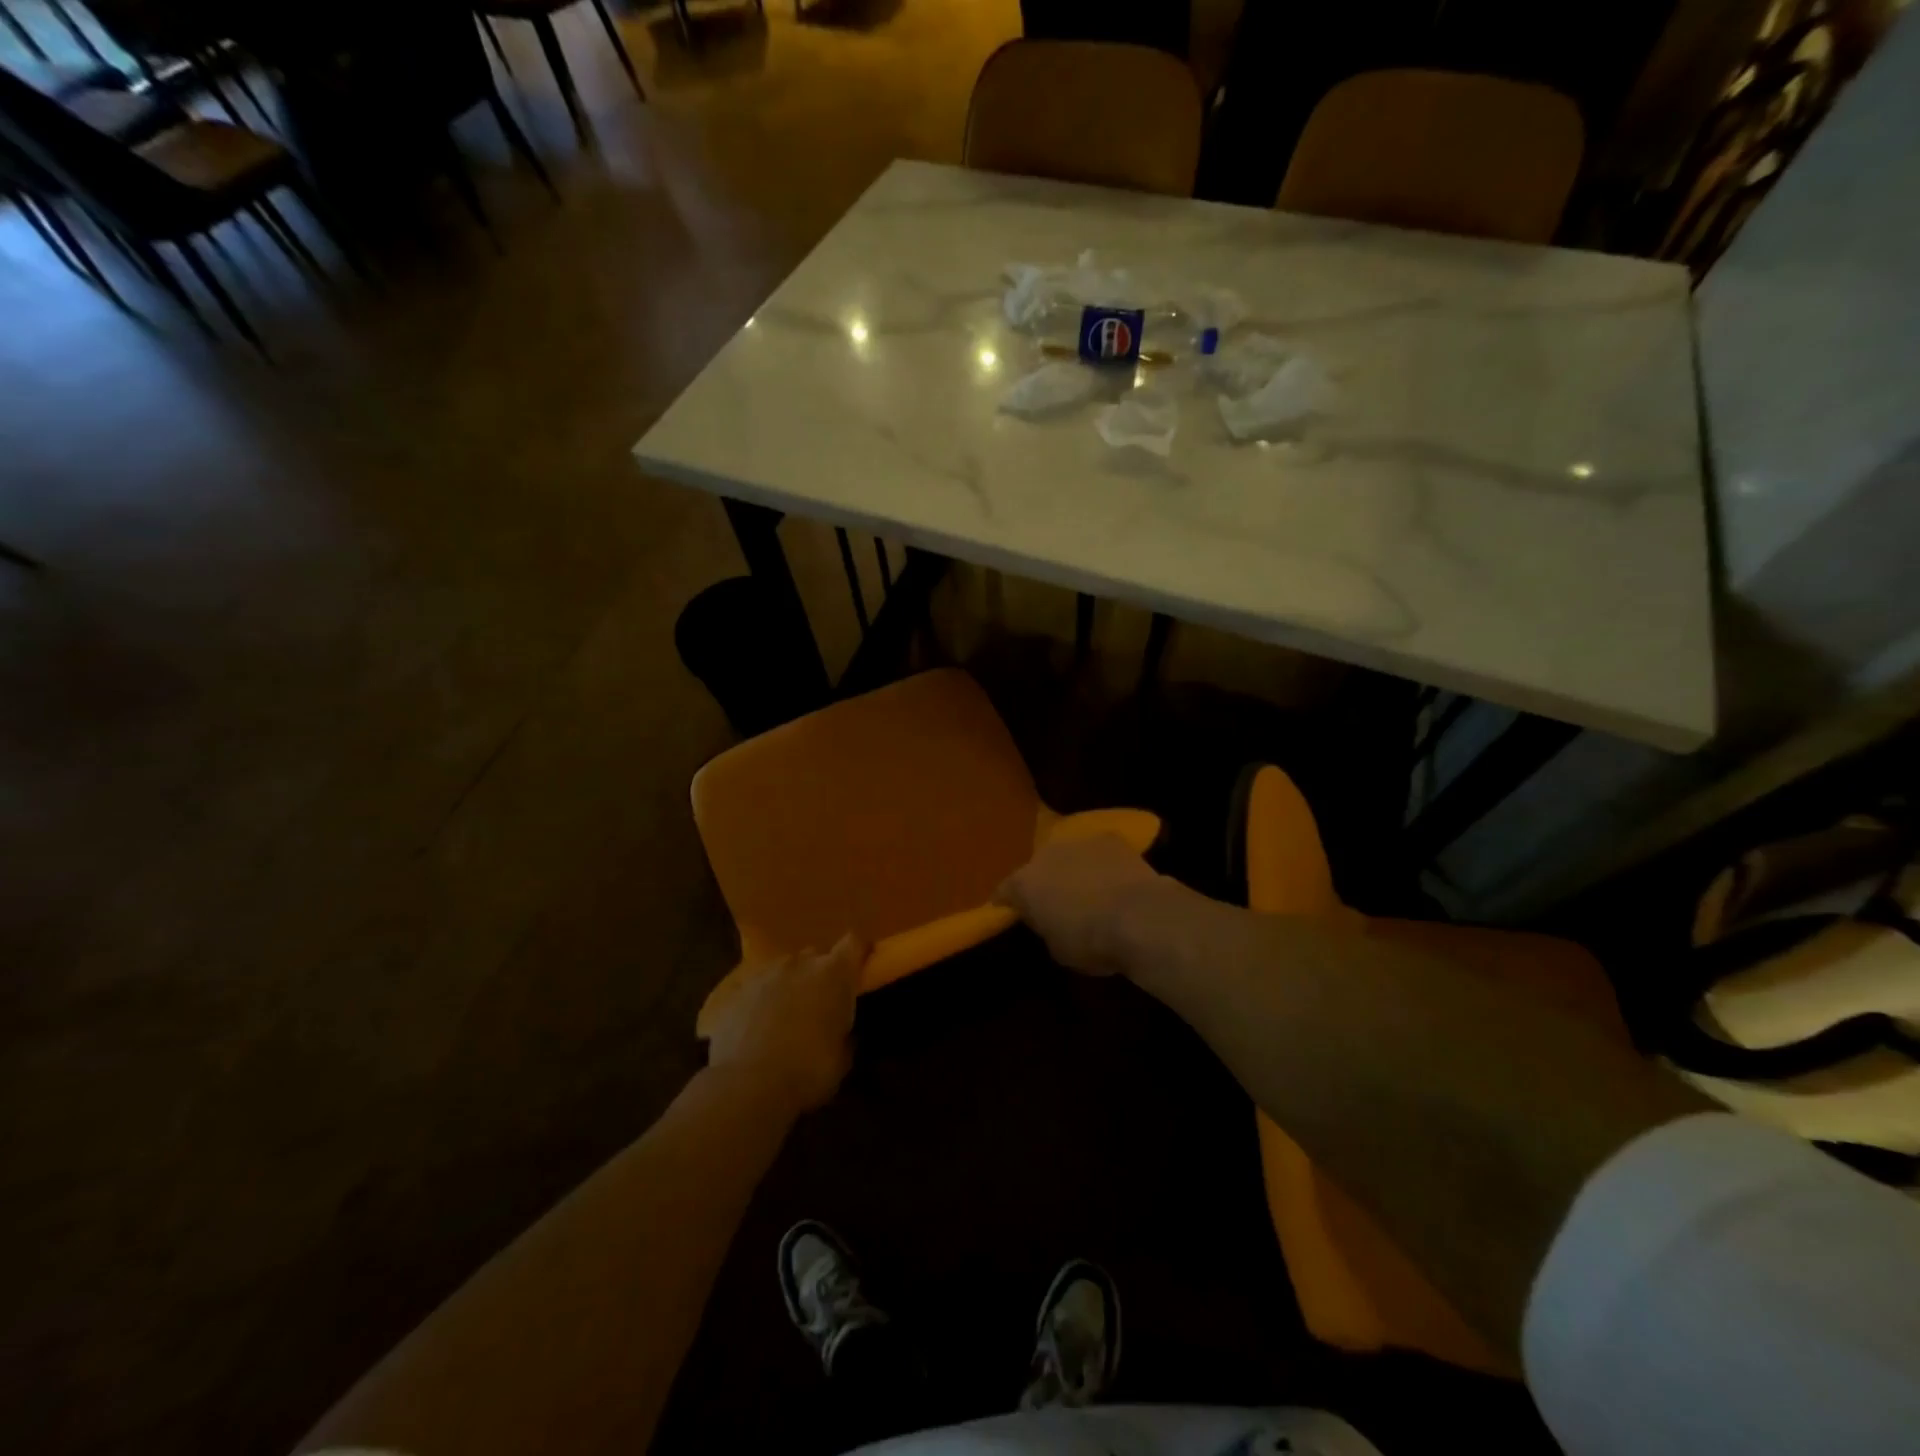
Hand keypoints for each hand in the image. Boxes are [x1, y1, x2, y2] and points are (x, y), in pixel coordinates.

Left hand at [706, 935, 866, 1112]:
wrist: (746, 1085)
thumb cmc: (807, 1071)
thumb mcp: (841, 1060)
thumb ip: (845, 1034)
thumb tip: (843, 1031)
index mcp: (834, 973)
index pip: (855, 943)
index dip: (859, 952)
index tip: (862, 965)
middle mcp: (800, 962)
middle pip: (816, 956)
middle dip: (820, 973)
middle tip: (821, 1002)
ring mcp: (764, 973)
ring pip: (784, 970)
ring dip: (789, 985)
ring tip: (785, 1016)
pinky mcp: (735, 990)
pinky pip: (756, 988)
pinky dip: (760, 1001)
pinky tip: (756, 1028)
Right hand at [995, 835, 1162, 975]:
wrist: (1138, 916)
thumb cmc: (1090, 941)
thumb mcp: (1057, 949)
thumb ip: (1047, 928)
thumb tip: (1051, 921)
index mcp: (1024, 884)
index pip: (1003, 893)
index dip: (1007, 904)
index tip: (1011, 914)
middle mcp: (1045, 855)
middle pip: (1038, 868)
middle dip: (1043, 883)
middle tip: (1055, 903)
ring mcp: (1078, 842)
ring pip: (1069, 856)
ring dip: (1073, 870)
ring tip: (1087, 891)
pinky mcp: (1111, 839)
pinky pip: (1099, 852)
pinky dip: (1102, 864)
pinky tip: (1114, 880)